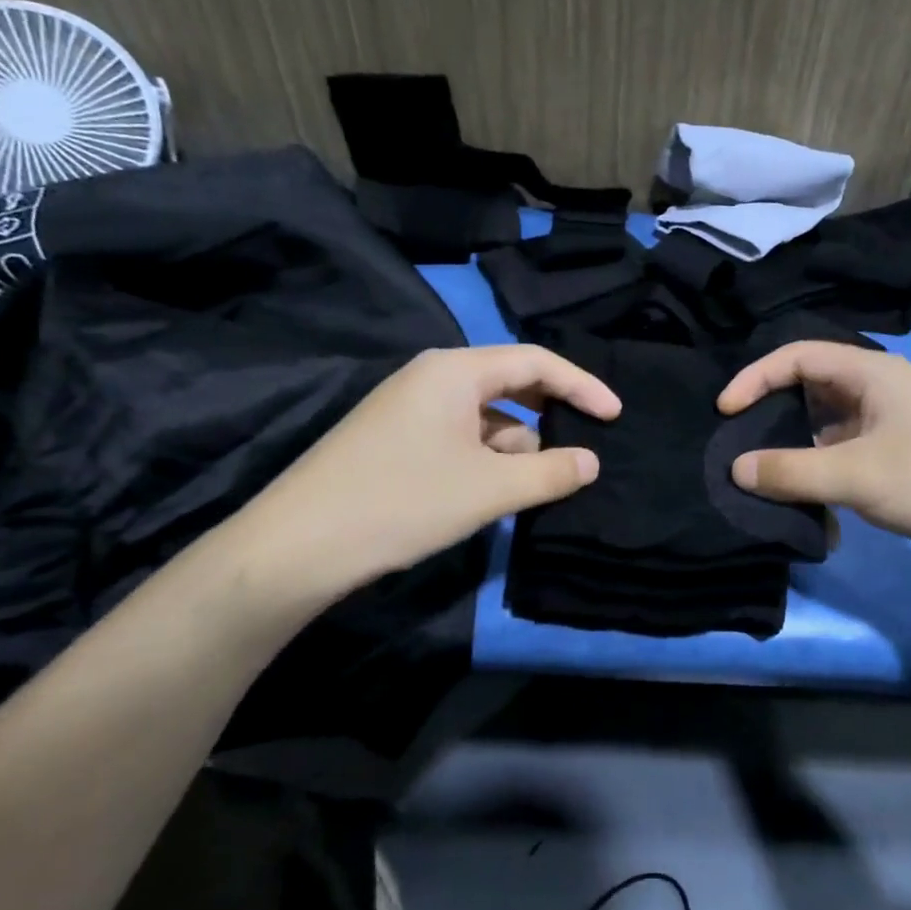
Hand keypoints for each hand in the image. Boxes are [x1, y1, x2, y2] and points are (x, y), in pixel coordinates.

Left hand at [206, 345, 619, 625]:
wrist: (294, 548)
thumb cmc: (401, 502)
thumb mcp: (488, 490)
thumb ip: (550, 473)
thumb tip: (591, 461)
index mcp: (455, 370)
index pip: (536, 361)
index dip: (582, 386)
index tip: (615, 416)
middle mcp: (431, 376)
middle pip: (510, 383)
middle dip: (549, 416)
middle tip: (583, 447)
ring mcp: (408, 407)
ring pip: (483, 416)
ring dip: (516, 445)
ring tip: (538, 485)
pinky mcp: (394, 438)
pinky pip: (458, 436)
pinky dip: (486, 458)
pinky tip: (494, 492)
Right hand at [718, 341, 910, 593]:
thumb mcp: (857, 475)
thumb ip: (790, 471)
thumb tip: (736, 469)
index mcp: (873, 373)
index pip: (798, 356)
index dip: (755, 377)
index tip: (724, 412)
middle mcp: (880, 393)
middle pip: (809, 392)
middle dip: (772, 418)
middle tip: (739, 448)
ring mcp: (893, 430)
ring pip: (826, 433)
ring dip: (798, 458)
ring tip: (769, 487)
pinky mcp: (902, 465)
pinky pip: (847, 463)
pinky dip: (826, 483)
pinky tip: (819, 520)